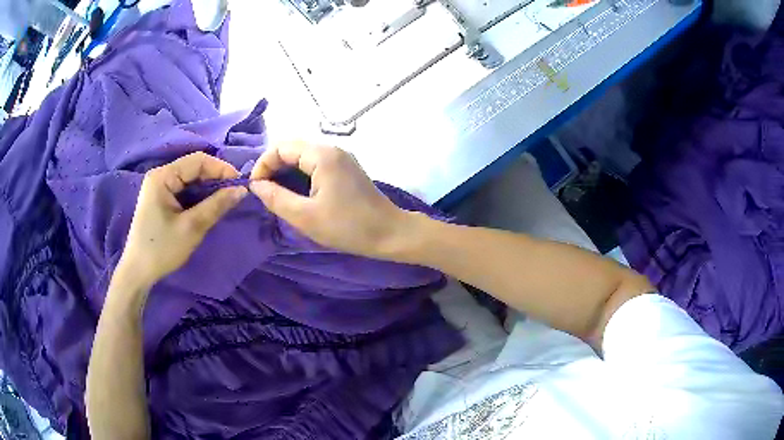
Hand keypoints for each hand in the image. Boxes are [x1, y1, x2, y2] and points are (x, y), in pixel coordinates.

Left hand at [119, 152, 247, 289]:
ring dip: (207, 188)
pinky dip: (197, 196)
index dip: (221, 169)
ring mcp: (158, 187)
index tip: (240, 185)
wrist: (138, 272)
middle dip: (215, 179)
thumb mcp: (192, 227)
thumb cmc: (162, 249)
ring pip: (189, 179)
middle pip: (193, 168)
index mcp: (163, 176)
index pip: (198, 161)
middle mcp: (160, 175)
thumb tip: (242, 189)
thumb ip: (217, 205)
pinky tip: (207, 206)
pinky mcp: (159, 198)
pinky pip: (183, 189)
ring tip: (223, 201)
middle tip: (234, 194)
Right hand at [249, 142, 409, 257]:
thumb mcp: (305, 217)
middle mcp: (331, 149)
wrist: (389, 233)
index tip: (256, 188)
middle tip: (264, 191)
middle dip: (273, 166)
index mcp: (322, 155)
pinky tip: (295, 192)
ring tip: (275, 193)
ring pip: (303, 155)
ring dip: (285, 170)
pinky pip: (315, 163)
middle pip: (292, 147)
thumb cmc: (347, 226)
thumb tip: (255, 185)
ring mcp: (341, 157)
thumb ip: (276, 198)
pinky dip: (299, 173)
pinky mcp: (345, 168)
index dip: (263, 164)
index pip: (281, 147)